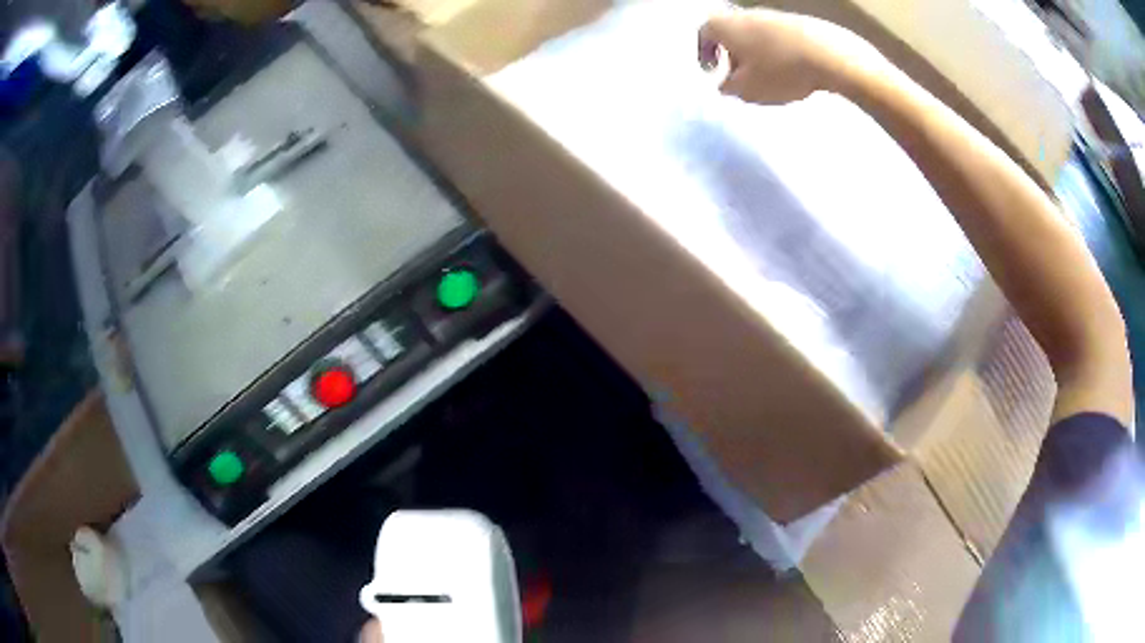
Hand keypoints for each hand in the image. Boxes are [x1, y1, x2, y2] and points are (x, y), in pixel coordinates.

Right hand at [698, 10, 882, 104]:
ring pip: (754, 36)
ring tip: (768, 78)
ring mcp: (772, 16)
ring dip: (756, 55)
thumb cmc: (779, 70)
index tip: (711, 71)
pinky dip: (777, 53)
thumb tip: (726, 84)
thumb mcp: (747, 89)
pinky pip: (777, 39)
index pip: (703, 34)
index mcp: (724, 25)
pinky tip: (790, 72)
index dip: (703, 53)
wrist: (828, 55)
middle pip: (730, 33)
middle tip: (739, 78)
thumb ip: (729, 88)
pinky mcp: (796, 23)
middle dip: (732, 55)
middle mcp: (744, 14)